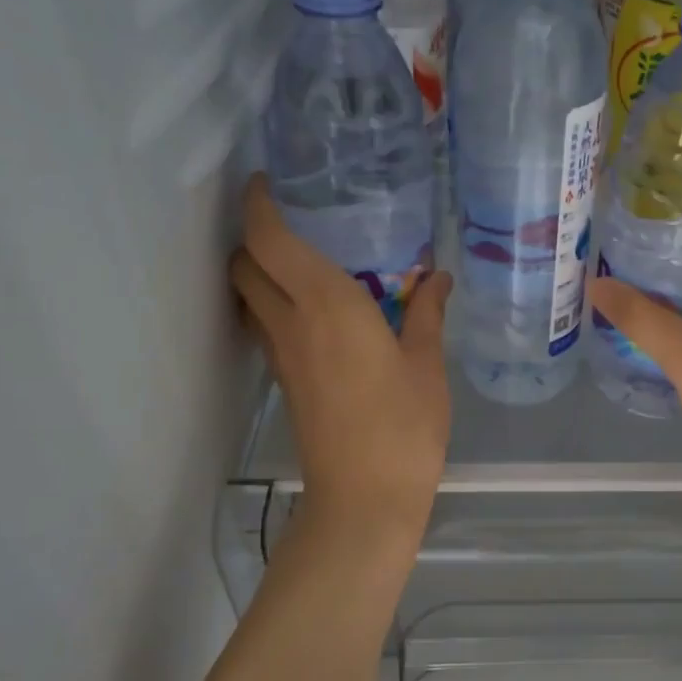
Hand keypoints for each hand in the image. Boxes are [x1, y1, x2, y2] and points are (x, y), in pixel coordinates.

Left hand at [229, 176, 452, 539]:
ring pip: (249, 296)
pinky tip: (318, 311)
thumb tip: (436, 277)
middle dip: (255, 236)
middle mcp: (291, 322)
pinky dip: (275, 303)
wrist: (364, 498)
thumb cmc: (404, 426)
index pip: (270, 240)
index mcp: (327, 305)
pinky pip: (266, 324)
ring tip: (306, 262)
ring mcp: (280, 355)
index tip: (267, 182)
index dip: (259, 205)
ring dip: (261, 271)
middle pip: (245, 265)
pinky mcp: (284, 381)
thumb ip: (426, 313)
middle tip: (295, 223)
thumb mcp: (426, 365)